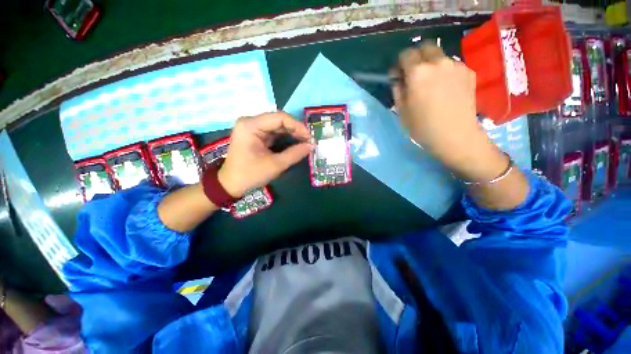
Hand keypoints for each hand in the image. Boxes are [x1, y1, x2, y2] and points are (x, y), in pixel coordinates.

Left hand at [218, 112, 311, 197]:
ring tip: (305, 142)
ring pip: (277, 126)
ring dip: (292, 134)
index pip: (279, 117)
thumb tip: (311, 146)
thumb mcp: (275, 165)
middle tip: (309, 141)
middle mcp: (250, 122)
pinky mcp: (255, 135)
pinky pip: (274, 133)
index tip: (309, 137)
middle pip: (278, 120)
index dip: (297, 125)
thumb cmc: (250, 175)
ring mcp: (252, 128)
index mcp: (251, 125)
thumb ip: (294, 154)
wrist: (231, 185)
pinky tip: (295, 143)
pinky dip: (285, 138)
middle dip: (295, 130)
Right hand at [392, 44, 506, 181]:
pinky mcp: (469, 72)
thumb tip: (398, 77)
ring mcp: (456, 65)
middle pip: (425, 47)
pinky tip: (446, 88)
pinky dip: (446, 71)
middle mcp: (438, 62)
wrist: (455, 136)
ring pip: (440, 55)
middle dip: (417, 57)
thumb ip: (398, 89)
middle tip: (415, 75)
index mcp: (418, 73)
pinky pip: (452, 64)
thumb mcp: (401, 110)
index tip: (400, 75)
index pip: (406, 54)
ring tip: (432, 83)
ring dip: (432, 64)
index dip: (400, 63)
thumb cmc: (422, 127)